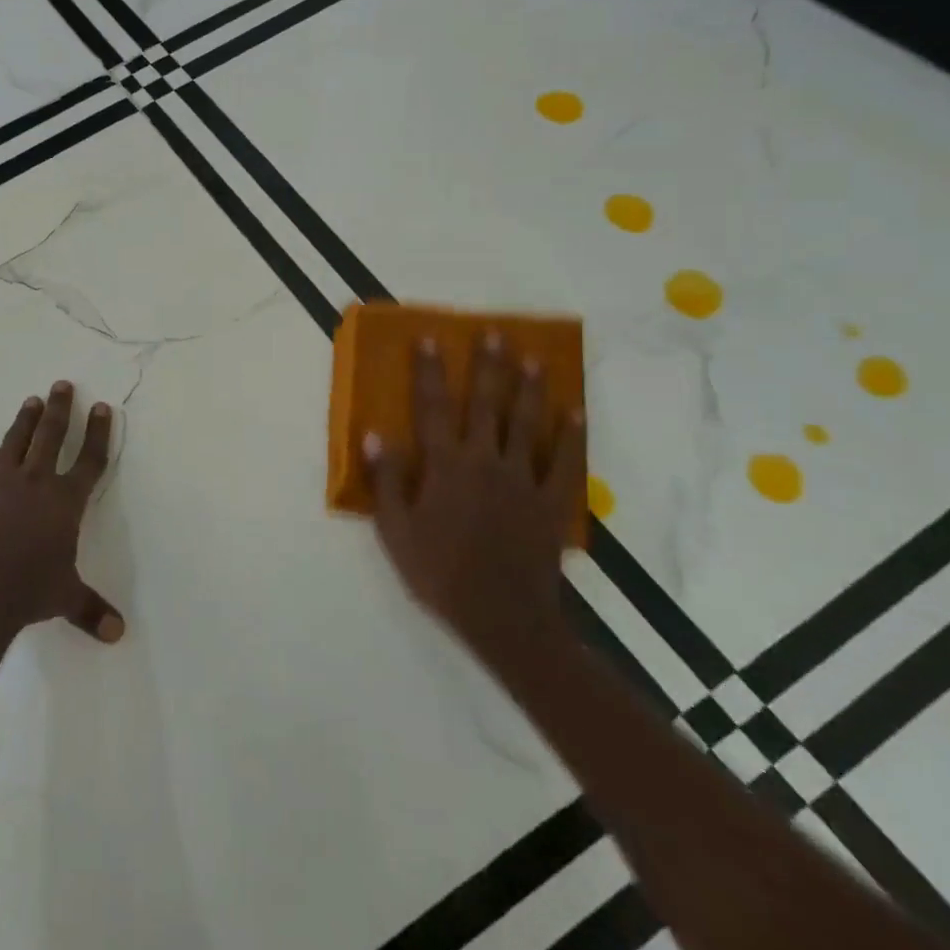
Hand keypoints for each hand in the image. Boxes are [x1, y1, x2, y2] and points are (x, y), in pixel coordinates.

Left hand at [0, 380, 124, 644]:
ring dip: (25, 420)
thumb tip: (118, 634)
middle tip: (62, 384)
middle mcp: (36, 483)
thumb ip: (91, 610)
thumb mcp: (65, 598)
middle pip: (52, 436)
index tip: (102, 407)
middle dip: (61, 409)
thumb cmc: (29, 590)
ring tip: (32, 400)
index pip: (90, 460)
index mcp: (65, 501)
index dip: (99, 433)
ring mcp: (0, 484)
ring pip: (16, 442)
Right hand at [364, 332, 583, 666]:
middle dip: (488, 366)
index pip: (432, 408)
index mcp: (445, 465)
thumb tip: (374, 435)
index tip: (429, 339)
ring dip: (530, 389)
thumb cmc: (438, 571)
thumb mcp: (394, 530)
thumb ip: (386, 480)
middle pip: (486, 404)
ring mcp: (523, 479)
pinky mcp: (552, 502)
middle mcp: (485, 461)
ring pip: (527, 424)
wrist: (501, 616)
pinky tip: (575, 411)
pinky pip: (566, 462)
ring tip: (534, 358)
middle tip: (494, 333)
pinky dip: (572, 435)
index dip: (429, 372)